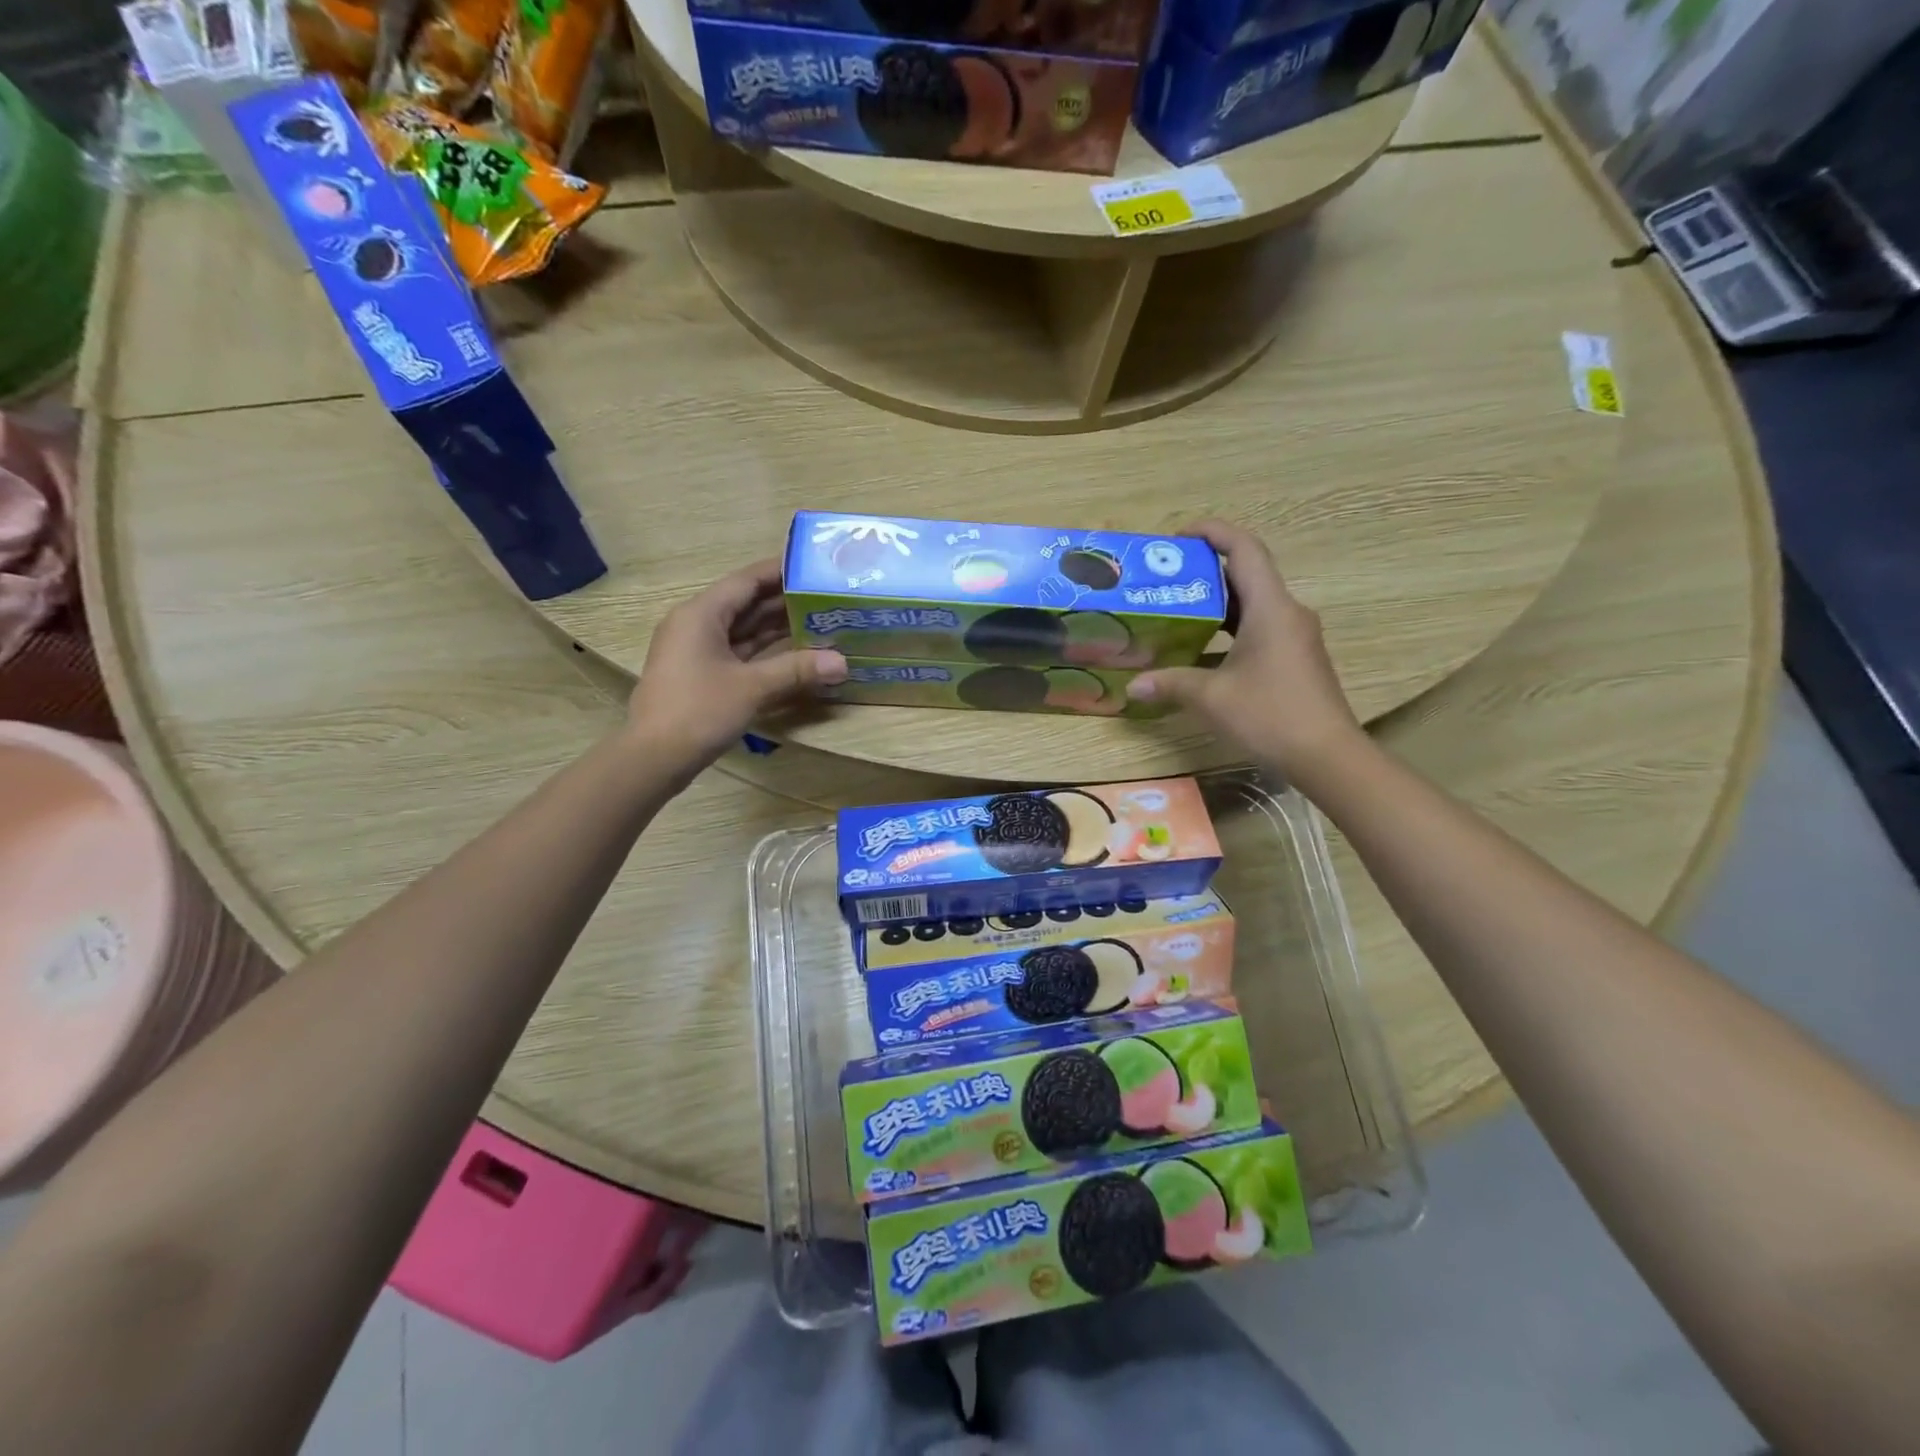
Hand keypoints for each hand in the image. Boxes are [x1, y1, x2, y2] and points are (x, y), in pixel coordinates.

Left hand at [627, 559, 846, 777]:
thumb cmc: (699, 711)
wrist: (653, 758)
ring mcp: (696, 651)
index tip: (812, 566)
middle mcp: (696, 625)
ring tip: (818, 620)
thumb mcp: (753, 687)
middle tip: (825, 596)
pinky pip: (737, 652)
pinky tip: (793, 653)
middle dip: (783, 601)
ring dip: (775, 627)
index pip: (746, 581)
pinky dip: (763, 651)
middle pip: (744, 604)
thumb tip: (842, 663)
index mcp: (701, 614)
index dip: (779, 571)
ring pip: (741, 630)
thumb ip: (797, 669)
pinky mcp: (700, 675)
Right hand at [1126, 521, 1367, 789]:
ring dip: (1215, 606)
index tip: (1177, 537)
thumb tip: (1133, 686)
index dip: (1212, 532)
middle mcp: (1287, 613)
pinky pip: (1257, 631)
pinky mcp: (1294, 659)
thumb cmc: (1270, 715)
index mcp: (1271, 608)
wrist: (1326, 756)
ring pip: (1251, 606)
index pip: (1244, 549)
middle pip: (1246, 575)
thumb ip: (1170, 683)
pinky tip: (1198, 654)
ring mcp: (1294, 637)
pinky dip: (1227, 633)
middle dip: (1205, 572)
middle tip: (1166, 580)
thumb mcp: (1212, 698)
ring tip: (1175, 613)